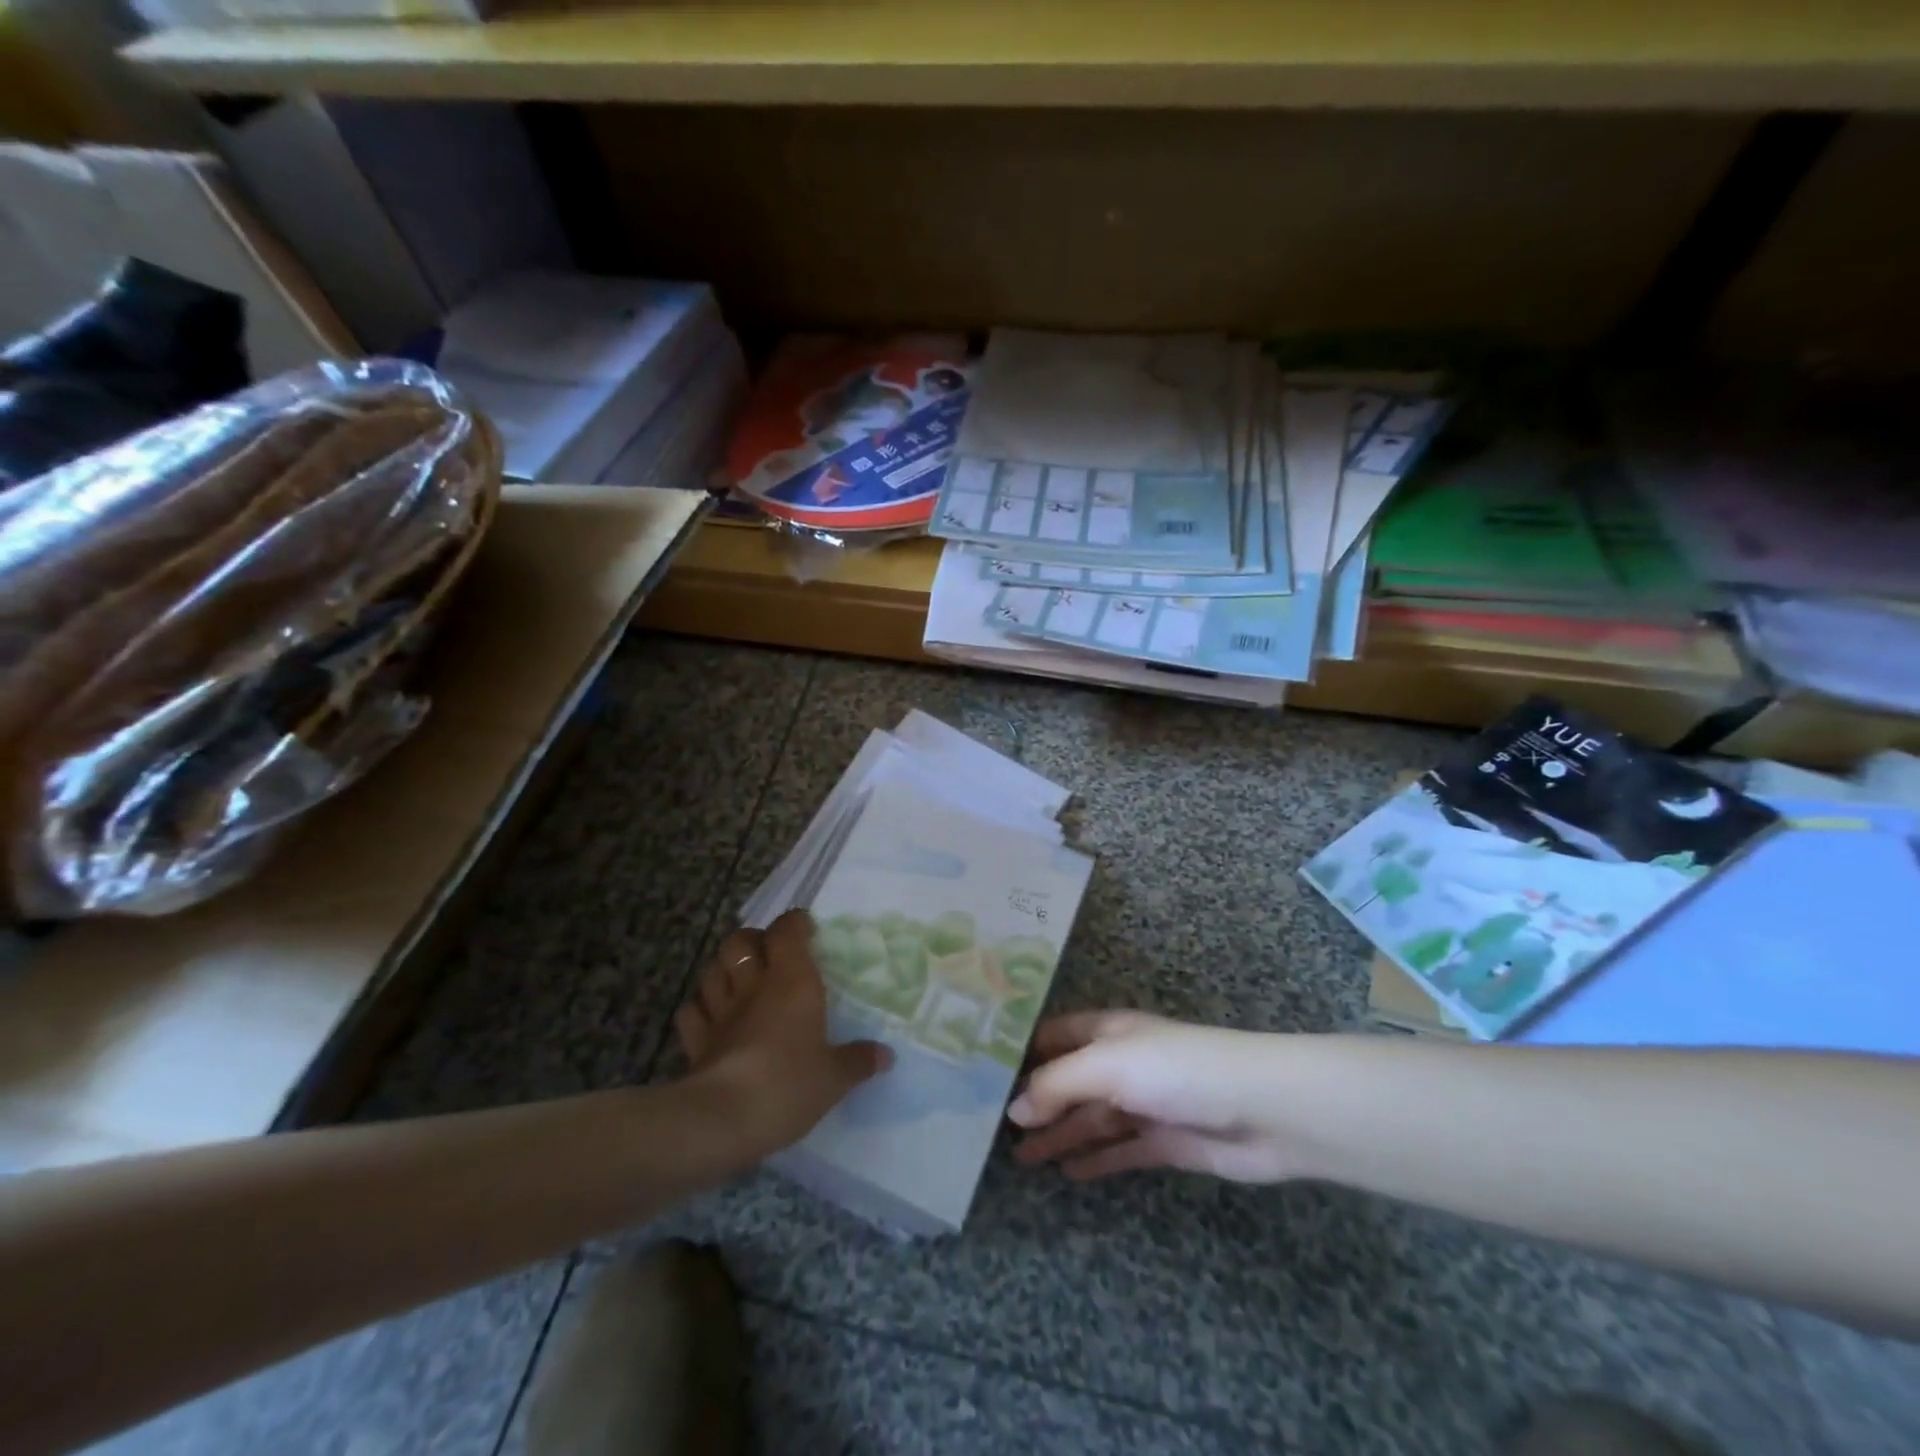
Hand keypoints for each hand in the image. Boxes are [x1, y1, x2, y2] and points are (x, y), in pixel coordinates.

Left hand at [674, 909, 890, 1158]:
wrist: (722, 1120)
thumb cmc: (788, 1085)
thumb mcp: (834, 1078)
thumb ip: (858, 1061)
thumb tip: (886, 1055)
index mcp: (791, 982)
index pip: (787, 931)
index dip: (795, 924)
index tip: (807, 930)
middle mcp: (753, 987)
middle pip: (740, 942)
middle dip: (752, 940)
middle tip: (769, 954)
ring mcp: (719, 1012)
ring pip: (712, 970)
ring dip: (724, 969)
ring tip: (739, 979)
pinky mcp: (696, 1042)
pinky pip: (691, 1012)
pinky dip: (700, 1008)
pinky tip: (711, 1017)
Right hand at [1009, 1011, 1317, 1183]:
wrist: (1262, 1110)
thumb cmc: (1178, 1070)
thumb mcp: (1109, 1066)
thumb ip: (1058, 1085)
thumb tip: (1014, 1109)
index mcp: (1108, 1032)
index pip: (1055, 1035)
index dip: (1022, 1049)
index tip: (983, 1070)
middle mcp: (1122, 1063)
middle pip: (1069, 1081)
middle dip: (1036, 1100)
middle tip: (992, 1128)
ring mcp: (1143, 1103)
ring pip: (1090, 1119)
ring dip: (1059, 1134)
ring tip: (1022, 1158)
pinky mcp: (1164, 1141)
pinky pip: (1118, 1150)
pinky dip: (1094, 1158)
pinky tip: (1067, 1172)